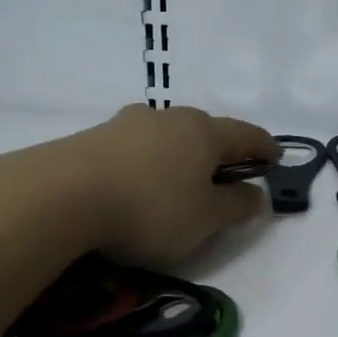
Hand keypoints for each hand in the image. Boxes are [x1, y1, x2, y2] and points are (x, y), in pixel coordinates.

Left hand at [73, 104, 280, 266]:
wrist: (62, 194)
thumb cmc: (150, 208)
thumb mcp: (204, 220)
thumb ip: (236, 207)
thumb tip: (258, 194)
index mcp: (205, 132)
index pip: (246, 135)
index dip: (264, 147)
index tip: (275, 158)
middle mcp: (171, 117)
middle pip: (207, 130)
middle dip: (221, 149)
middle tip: (228, 171)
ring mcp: (131, 122)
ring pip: (169, 134)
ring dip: (182, 153)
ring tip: (181, 177)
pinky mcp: (97, 135)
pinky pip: (138, 145)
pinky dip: (150, 160)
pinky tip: (140, 180)